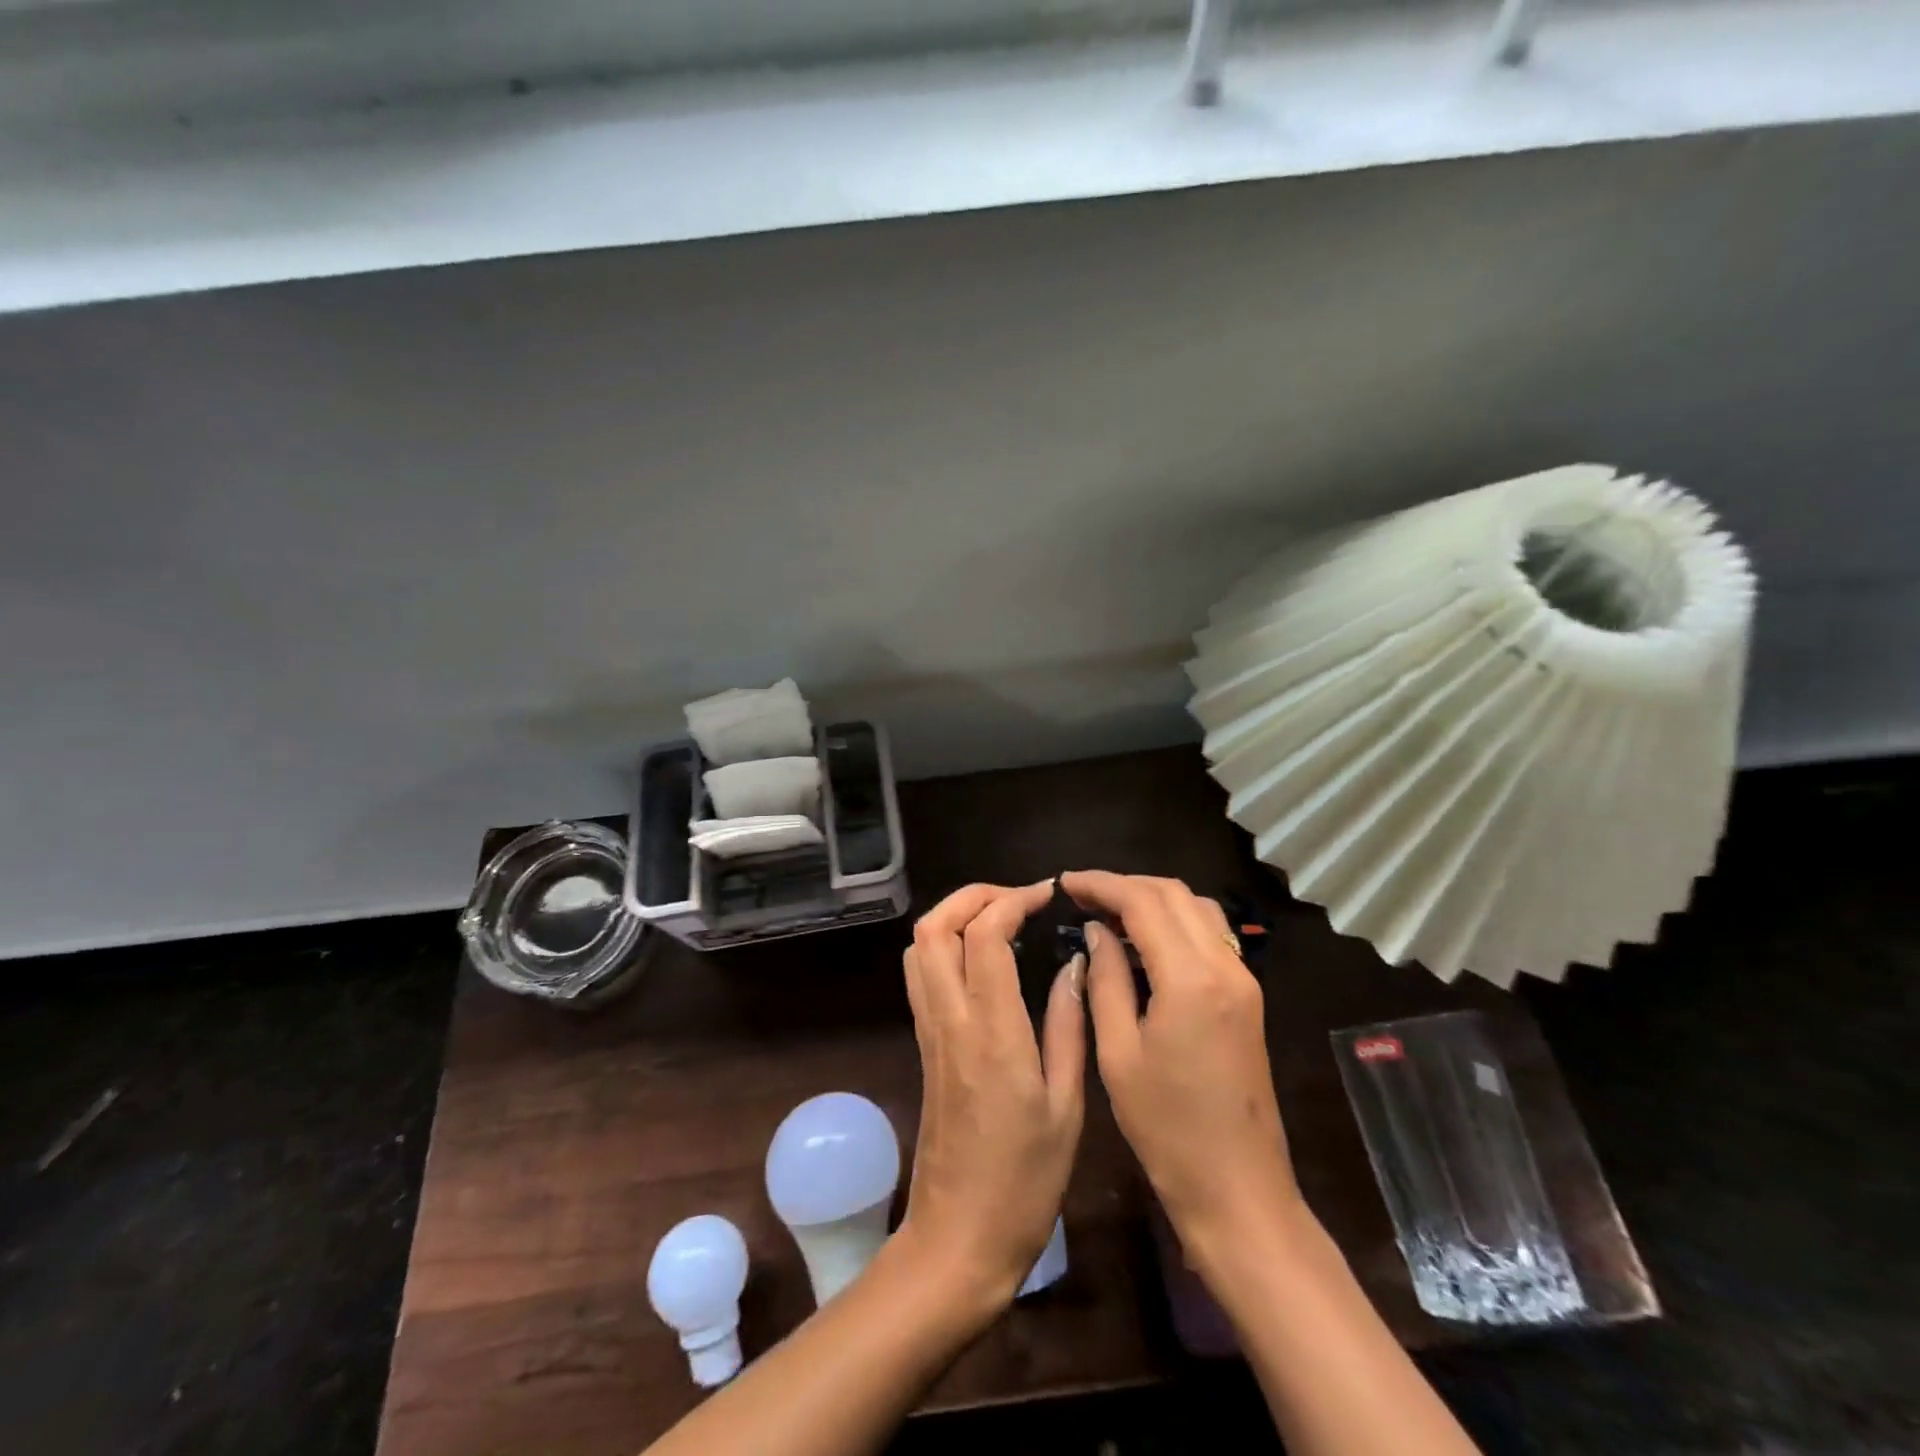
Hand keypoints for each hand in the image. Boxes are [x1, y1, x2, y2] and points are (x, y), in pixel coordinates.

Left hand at [897, 881, 1086, 1308]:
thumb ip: (1068, 1026)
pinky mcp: (923, 1045)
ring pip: (919, 947)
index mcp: (992, 1033)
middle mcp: (950, 1020)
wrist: (958, 1240)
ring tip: (1001, 920)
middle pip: (934, 928)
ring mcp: (930, 1031)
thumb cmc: (1025, 1182)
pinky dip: (944, 946)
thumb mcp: (1067, 1106)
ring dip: (954, 916)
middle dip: (972, 896)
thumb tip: (1075, 964)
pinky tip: (983, 960)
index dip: (1013, 900)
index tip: (1048, 894)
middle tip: (1018, 899)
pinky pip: (921, 975)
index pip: (984, 936)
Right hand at [1061, 871, 1303, 1273]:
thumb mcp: (1118, 1053)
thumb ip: (1106, 979)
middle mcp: (1225, 966)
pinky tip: (1143, 942)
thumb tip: (1096, 930)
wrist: (1238, 1188)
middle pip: (1174, 894)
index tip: (1065, 882)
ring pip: (1197, 908)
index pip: (1143, 902)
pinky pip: (1210, 936)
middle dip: (1126, 885)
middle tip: (1082, 895)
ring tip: (1108, 913)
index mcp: (1190, 979)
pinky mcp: (1247, 996)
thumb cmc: (1166, 1128)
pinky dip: (1175, 922)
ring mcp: (1243, 980)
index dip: (1101, 884)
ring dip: (1153, 899)